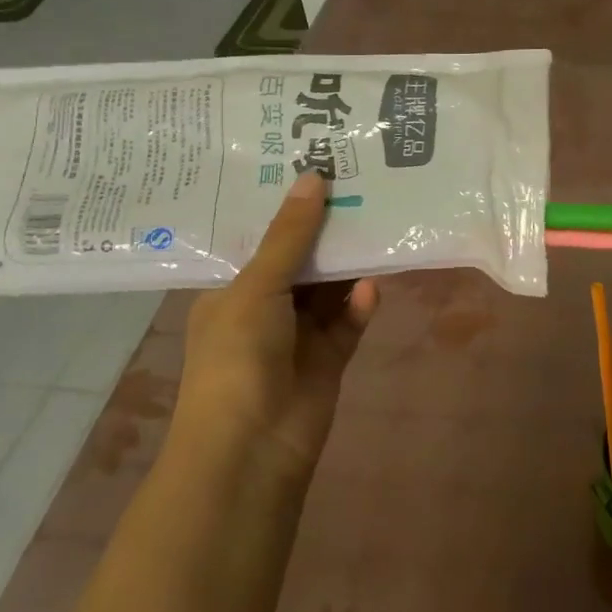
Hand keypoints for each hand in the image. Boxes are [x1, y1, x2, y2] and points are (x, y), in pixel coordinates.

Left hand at [177, 171, 378, 478]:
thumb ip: (290, 235)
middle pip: (302, 258)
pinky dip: (361, 304)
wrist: (252, 447)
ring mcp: (299, 333)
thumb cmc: (237, 356)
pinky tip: (373, 287)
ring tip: (379, 218)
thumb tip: (313, 177)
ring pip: (331, 287)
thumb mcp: (257, 286)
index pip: (260, 237)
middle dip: (326, 228)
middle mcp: (265, 306)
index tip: (314, 164)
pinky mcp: (330, 356)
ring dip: (350, 263)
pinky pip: (350, 320)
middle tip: (360, 182)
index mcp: (232, 289)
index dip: (286, 205)